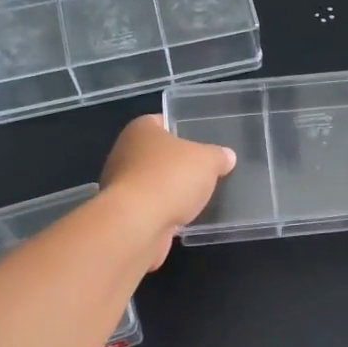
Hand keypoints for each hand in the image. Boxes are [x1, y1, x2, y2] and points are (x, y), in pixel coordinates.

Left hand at [100, 115, 235, 268]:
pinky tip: (183, 217)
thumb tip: (227, 156)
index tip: (203, 142)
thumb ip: (218, 156)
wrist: (138, 225)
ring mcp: (121, 184)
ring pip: (154, 181)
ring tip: (199, 197)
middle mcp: (125, 152)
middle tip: (206, 170)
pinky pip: (151, 206)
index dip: (184, 129)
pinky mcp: (124, 212)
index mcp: (141, 129)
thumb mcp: (207, 161)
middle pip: (159, 154)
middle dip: (179, 163)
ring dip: (171, 189)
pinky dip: (164, 210)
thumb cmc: (170, 179)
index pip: (164, 122)